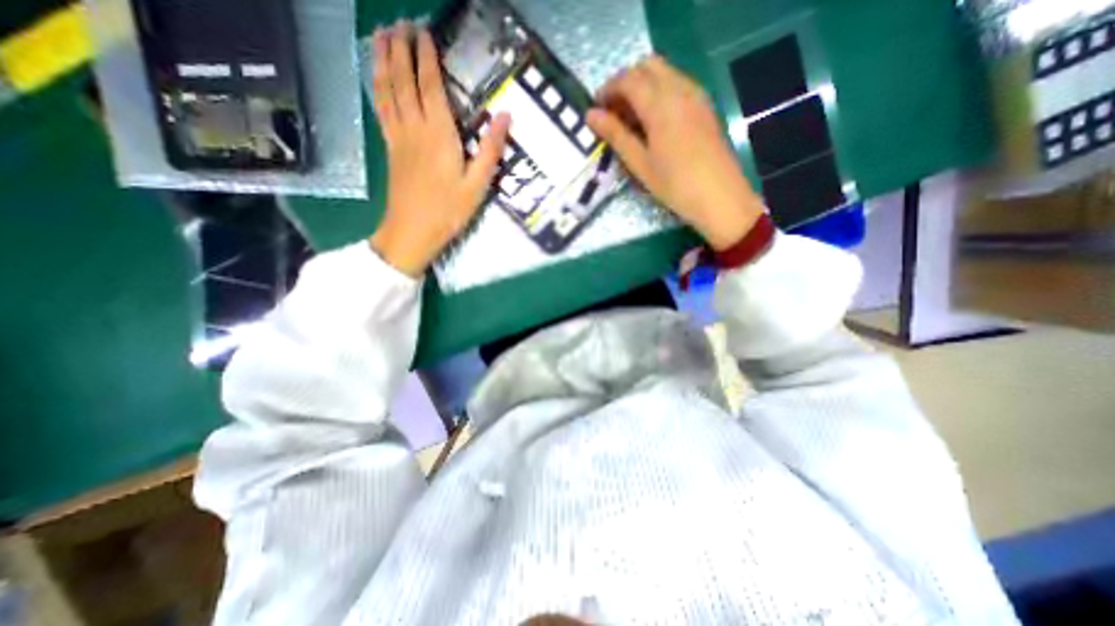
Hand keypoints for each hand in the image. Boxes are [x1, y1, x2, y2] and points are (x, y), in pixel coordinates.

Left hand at [368, 23, 510, 277]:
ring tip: (380, 37)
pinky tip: (376, 79)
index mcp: (439, 135)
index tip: (424, 32)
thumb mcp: (478, 185)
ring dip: (382, 61)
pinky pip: (381, 110)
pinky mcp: (391, 149)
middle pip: (402, 81)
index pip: (430, 86)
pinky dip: (377, 88)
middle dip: (400, 49)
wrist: (413, 230)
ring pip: (386, 90)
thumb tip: (505, 116)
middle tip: (399, 23)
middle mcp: (415, 129)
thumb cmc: (449, 210)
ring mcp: (398, 137)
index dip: (426, 57)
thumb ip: (490, 150)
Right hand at [584, 56, 766, 248]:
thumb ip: (616, 135)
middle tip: (613, 112)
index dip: (608, 89)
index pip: (628, 79)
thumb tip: (591, 115)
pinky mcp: (705, 106)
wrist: (720, 197)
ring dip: (643, 86)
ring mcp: (696, 95)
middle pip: (647, 66)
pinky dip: (660, 92)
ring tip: (631, 118)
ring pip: (664, 73)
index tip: (596, 109)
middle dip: (625, 82)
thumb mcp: (640, 164)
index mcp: (660, 104)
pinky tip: (653, 121)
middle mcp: (680, 89)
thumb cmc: (675, 185)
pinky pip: (678, 84)